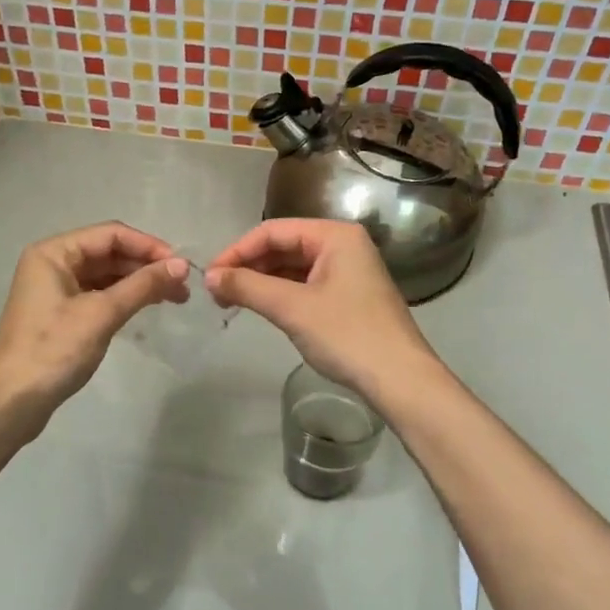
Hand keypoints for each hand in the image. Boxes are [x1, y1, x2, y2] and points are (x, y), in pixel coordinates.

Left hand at [0, 223, 187, 433]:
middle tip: (183, 286)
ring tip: (175, 298)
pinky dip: (124, 299)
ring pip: (106, 275)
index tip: (181, 266)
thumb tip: (182, 266)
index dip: (148, 246)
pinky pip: (99, 295)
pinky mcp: (60, 314)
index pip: (110, 234)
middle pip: (108, 252)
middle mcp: (52, 263)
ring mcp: (55, 290)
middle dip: (146, 266)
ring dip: (139, 283)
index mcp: (54, 252)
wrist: (11, 402)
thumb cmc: (53, 351)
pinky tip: (147, 308)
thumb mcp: (101, 314)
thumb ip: (142, 286)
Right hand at [206, 219, 436, 399]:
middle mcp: (343, 245)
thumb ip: (247, 287)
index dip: (237, 251)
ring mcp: (349, 271)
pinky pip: (306, 284)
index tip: (210, 276)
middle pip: (284, 246)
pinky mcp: (349, 296)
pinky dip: (281, 294)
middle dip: (248, 266)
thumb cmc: (347, 335)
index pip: (273, 231)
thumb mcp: (292, 308)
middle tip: (217, 292)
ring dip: (262, 281)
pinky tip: (262, 308)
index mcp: (335, 235)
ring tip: (232, 301)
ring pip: (293, 267)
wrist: (400, 379)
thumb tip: (209, 276)